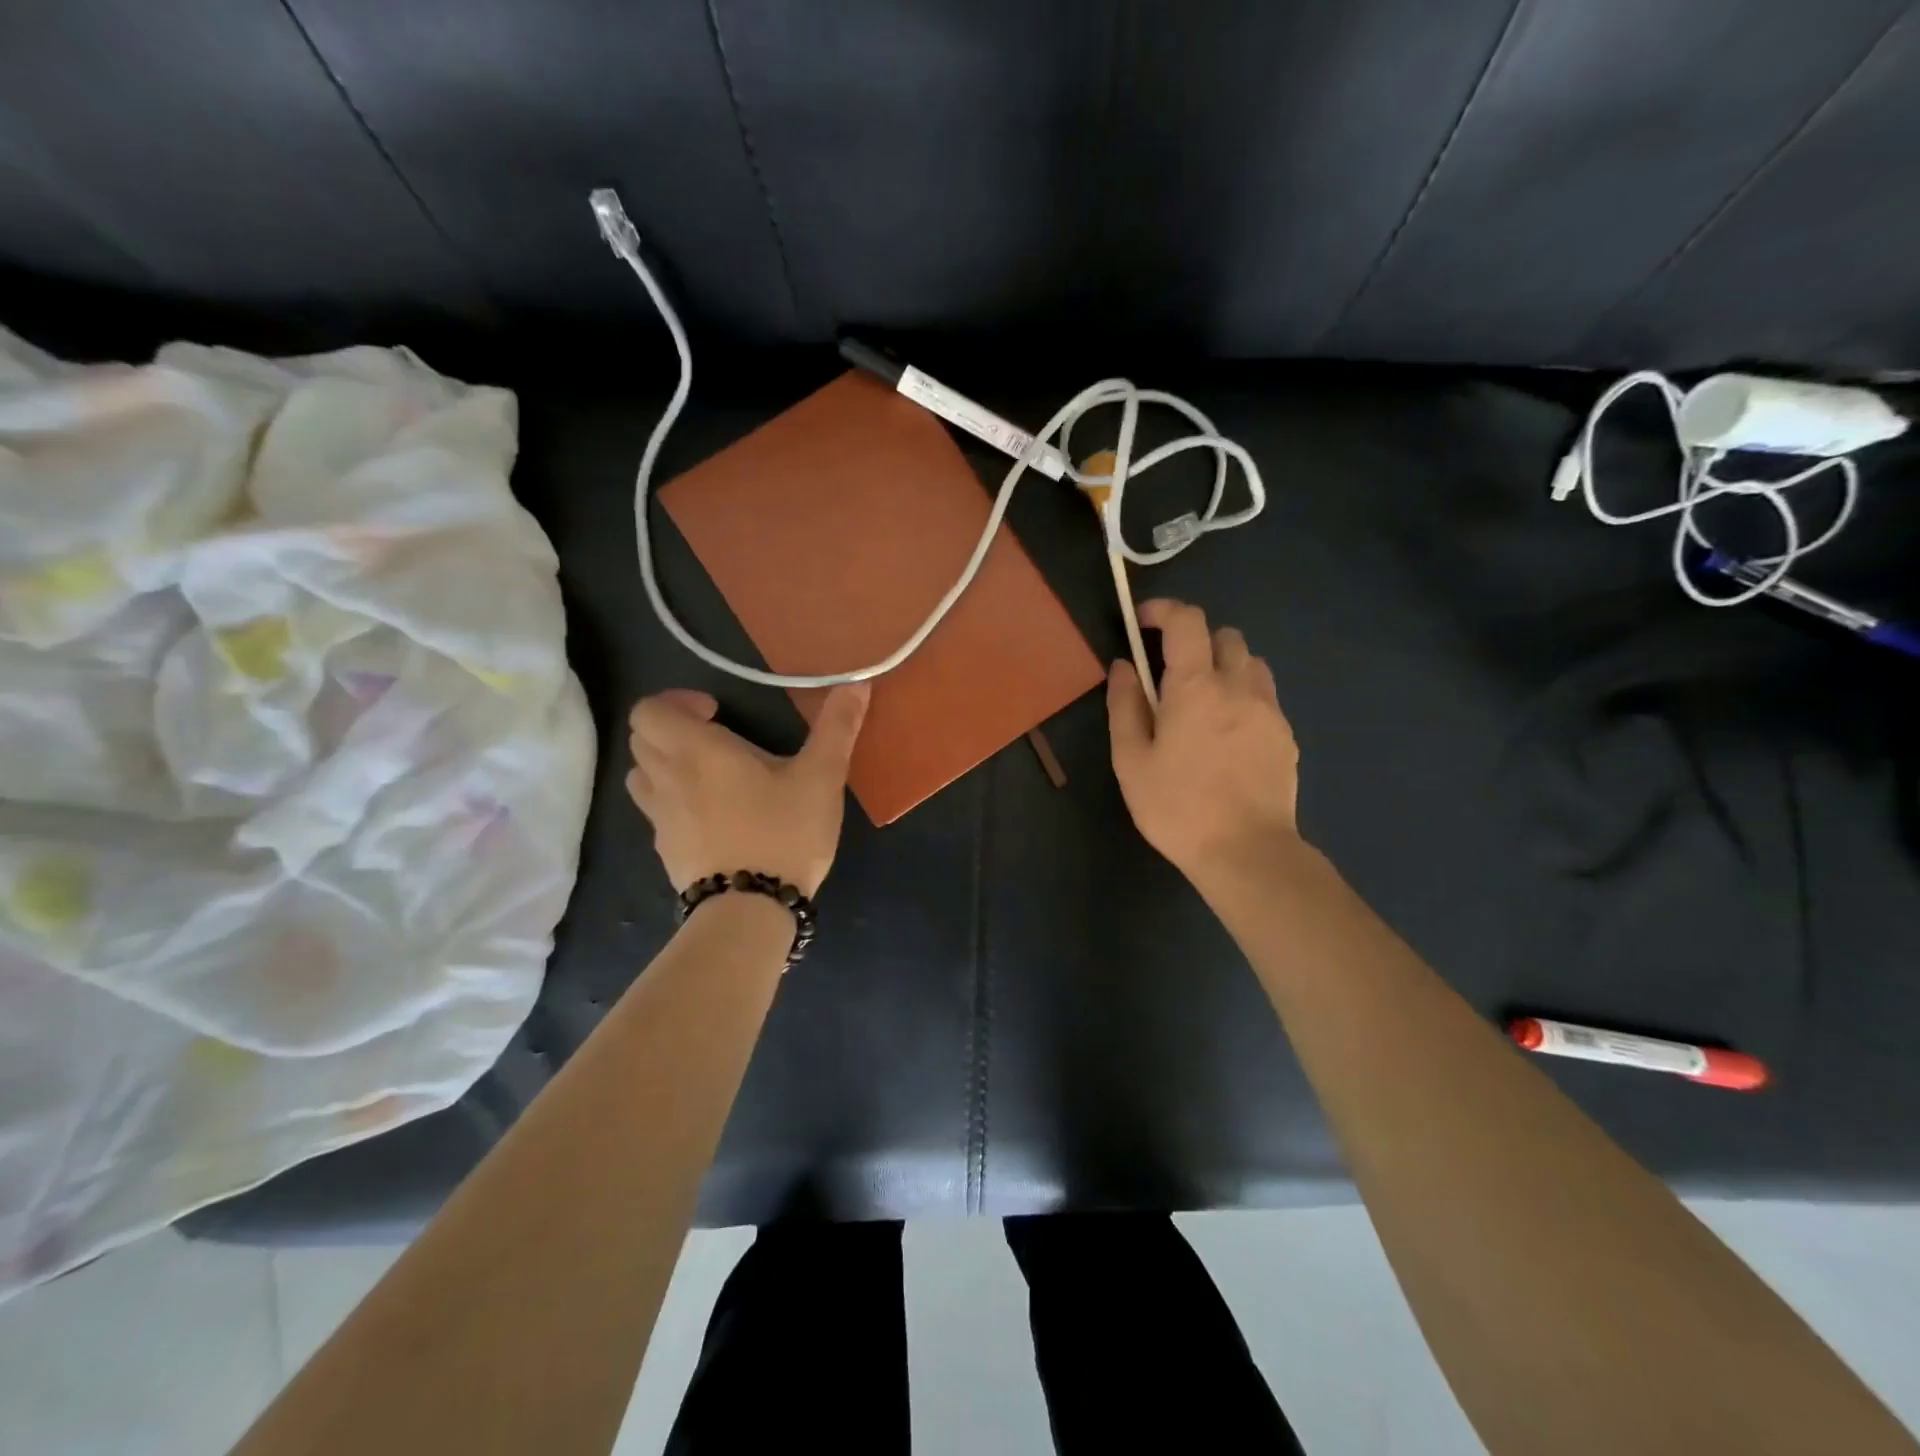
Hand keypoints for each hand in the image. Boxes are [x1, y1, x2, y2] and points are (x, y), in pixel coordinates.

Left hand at [626, 684, 870, 895]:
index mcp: (697, 751)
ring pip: (641, 775)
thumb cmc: (784, 832)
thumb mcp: (821, 777)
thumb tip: (857, 683)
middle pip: (641, 738)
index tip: (717, 712)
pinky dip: (672, 800)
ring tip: (708, 774)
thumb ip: (837, 727)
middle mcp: (667, 778)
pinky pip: (654, 811)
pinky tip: (712, 815)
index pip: (649, 710)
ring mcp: (660, 818)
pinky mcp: (665, 850)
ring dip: (665, 763)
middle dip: (672, 728)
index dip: (676, 701)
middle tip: (715, 738)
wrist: (751, 910)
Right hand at [1107, 599, 1299, 882]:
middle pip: (1225, 635)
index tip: (1143, 623)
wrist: (1246, 851)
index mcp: (1195, 687)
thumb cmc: (1176, 807)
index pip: (1187, 621)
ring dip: (1224, 667)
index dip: (1164, 610)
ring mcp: (1269, 710)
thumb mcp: (1131, 760)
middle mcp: (1238, 686)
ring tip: (1204, 702)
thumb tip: (1123, 666)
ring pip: (1251, 663)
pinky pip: (1265, 696)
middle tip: (1172, 675)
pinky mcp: (1286, 735)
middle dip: (1196, 641)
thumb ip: (1125, 706)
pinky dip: (1243, 697)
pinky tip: (1228, 735)